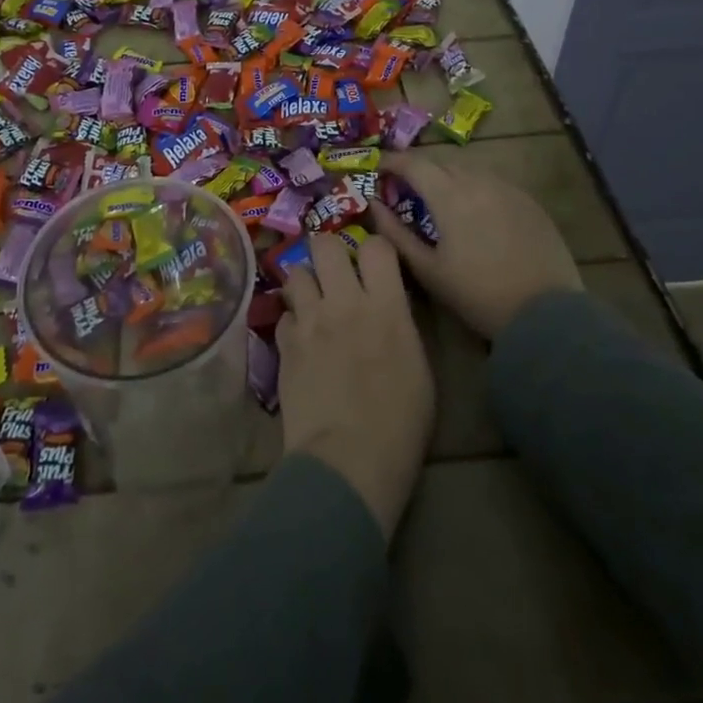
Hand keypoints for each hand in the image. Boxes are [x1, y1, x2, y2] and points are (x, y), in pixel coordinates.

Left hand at [277, 233, 433, 540]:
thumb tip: (387, 307)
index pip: (376, 246)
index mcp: (386, 306)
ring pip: (295, 271)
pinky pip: (283, 314)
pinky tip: (300, 340)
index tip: (376, 264)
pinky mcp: (284, 343)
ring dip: (305, 283)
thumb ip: (400, 324)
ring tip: (313, 302)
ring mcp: (309, 321)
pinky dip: (292, 322)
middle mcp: (344, 302)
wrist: (348, 459)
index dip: (376, 250)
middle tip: (335, 272)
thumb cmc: (400, 424)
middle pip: (324, 243)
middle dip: (329, 251)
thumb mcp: (419, 367)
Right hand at [368, 151, 582, 339]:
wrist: (545, 314)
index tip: (378, 170)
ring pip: (468, 170)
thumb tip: (374, 204)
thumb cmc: (477, 294)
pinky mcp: (529, 202)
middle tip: (405, 190)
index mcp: (449, 196)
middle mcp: (478, 181)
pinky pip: (493, 183)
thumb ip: (395, 233)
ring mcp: (508, 189)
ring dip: (448, 178)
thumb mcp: (427, 269)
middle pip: (440, 162)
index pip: (413, 163)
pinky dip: (474, 188)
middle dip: (419, 170)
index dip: (391, 162)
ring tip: (440, 201)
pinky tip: (474, 213)